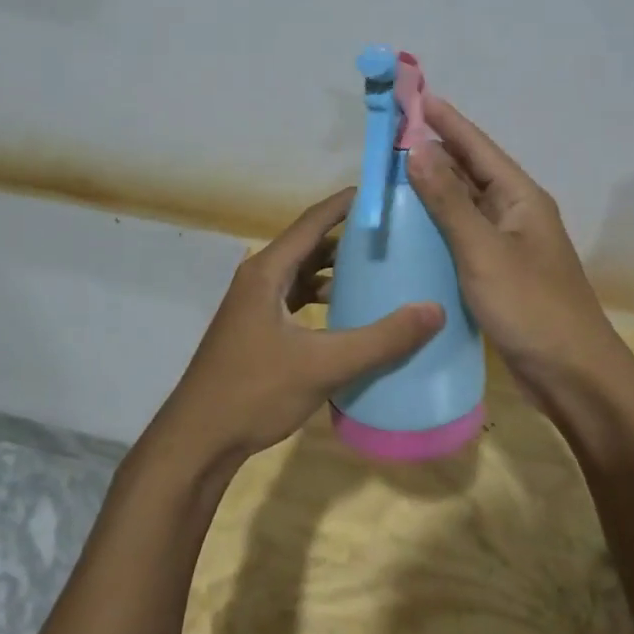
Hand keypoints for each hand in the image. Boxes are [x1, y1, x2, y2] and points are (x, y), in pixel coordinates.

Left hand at [145, 188, 443, 474]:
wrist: (198, 441)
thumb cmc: (254, 392)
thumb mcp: (323, 365)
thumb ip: (380, 339)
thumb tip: (435, 310)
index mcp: (267, 271)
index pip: (312, 221)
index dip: (347, 204)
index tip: (384, 193)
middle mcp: (258, 279)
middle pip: (309, 244)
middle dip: (349, 237)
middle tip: (394, 234)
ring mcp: (255, 305)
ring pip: (302, 273)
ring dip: (336, 269)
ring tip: (379, 270)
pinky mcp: (257, 330)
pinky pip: (296, 298)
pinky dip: (323, 297)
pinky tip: (349, 314)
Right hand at [407, 98, 633, 411]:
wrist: (572, 376)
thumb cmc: (531, 307)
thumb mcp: (483, 251)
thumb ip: (448, 201)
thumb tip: (417, 148)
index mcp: (520, 197)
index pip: (476, 146)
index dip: (444, 119)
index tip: (412, 96)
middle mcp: (515, 212)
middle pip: (469, 172)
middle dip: (432, 152)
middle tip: (387, 138)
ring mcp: (507, 244)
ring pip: (463, 205)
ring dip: (431, 190)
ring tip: (388, 177)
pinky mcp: (497, 272)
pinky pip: (461, 237)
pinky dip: (436, 227)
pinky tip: (407, 229)